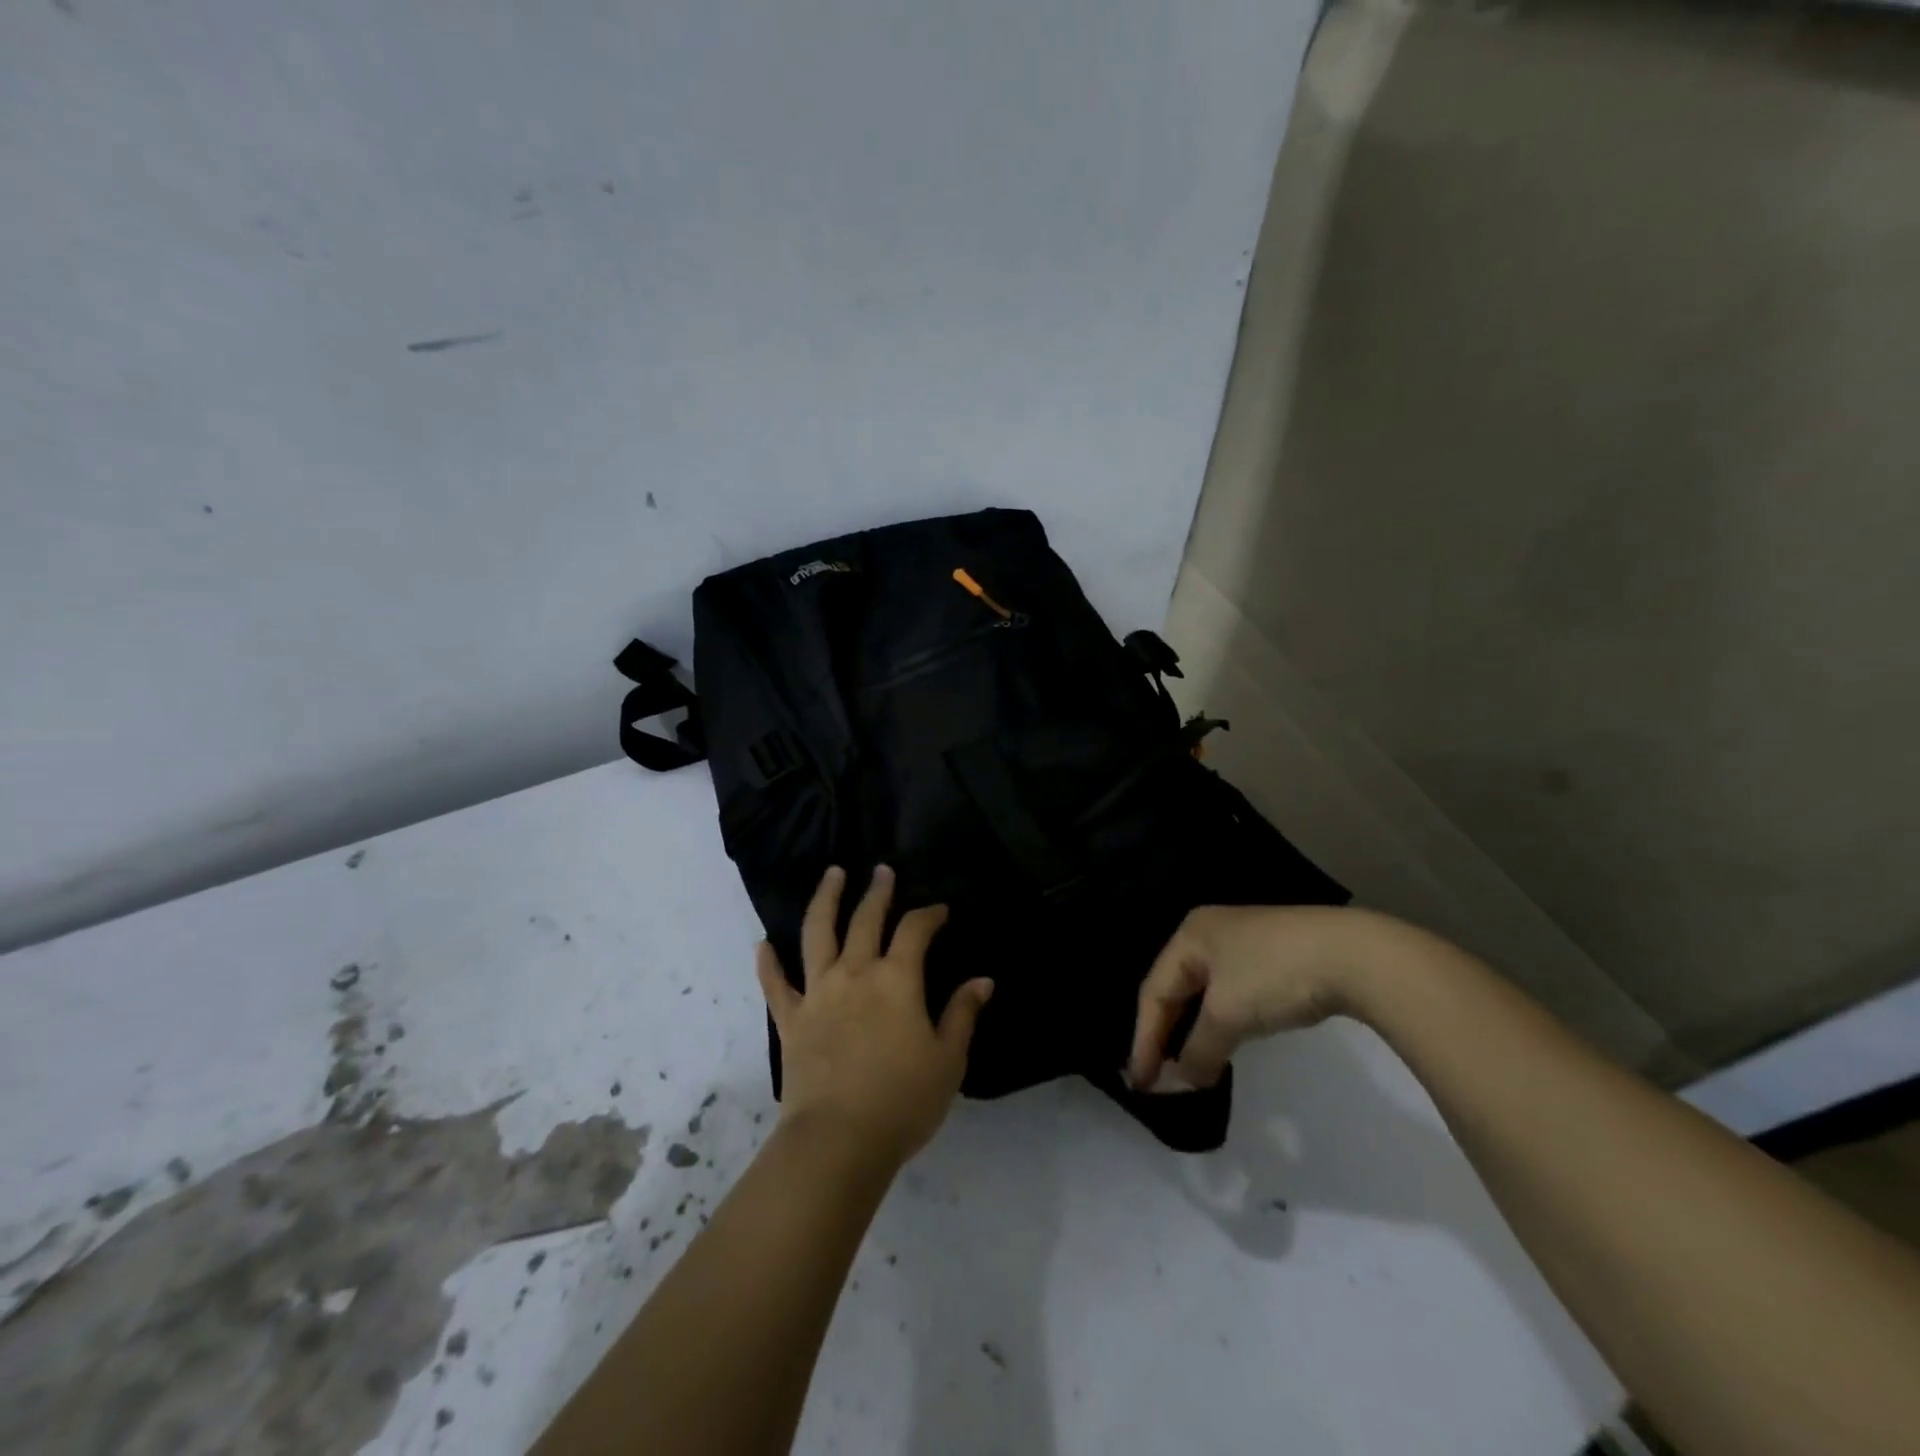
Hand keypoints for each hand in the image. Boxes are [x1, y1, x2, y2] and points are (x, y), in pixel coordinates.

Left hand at [755, 865, 993, 1171]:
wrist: (838, 1140)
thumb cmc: (903, 1100)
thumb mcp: (948, 1060)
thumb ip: (962, 1014)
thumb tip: (983, 980)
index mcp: (897, 980)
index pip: (915, 930)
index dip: (929, 914)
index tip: (940, 910)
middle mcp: (855, 973)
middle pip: (866, 920)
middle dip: (877, 892)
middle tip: (881, 871)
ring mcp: (818, 993)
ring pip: (818, 934)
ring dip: (825, 900)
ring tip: (831, 874)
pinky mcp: (790, 1019)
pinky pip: (776, 985)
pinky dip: (768, 964)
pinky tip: (763, 945)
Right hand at [1128, 904, 1371, 1090]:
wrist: (1355, 955)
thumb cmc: (1276, 975)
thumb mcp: (1229, 1014)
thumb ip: (1199, 1051)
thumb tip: (1182, 1083)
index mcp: (1189, 935)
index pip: (1154, 992)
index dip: (1144, 1039)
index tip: (1141, 1083)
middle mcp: (1209, 932)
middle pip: (1175, 989)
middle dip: (1165, 1034)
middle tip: (1156, 1076)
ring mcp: (1242, 943)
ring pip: (1203, 993)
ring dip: (1193, 1031)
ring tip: (1186, 1066)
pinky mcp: (1271, 957)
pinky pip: (1229, 993)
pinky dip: (1220, 1022)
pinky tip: (1224, 1042)